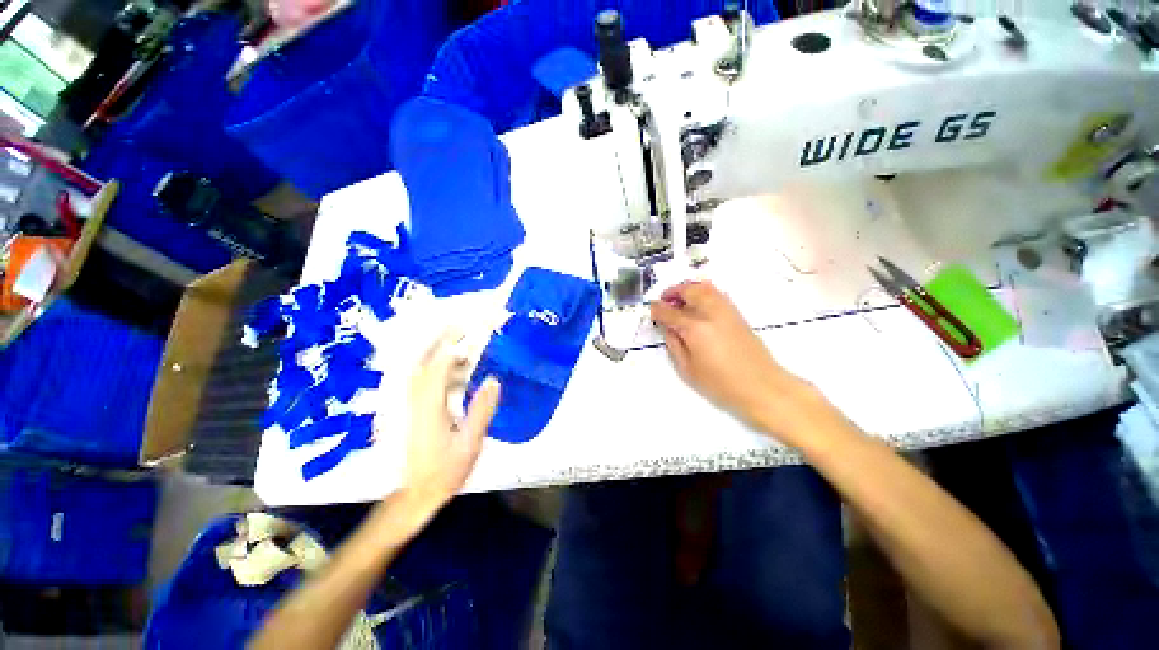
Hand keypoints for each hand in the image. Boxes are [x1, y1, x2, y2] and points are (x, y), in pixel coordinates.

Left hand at [401, 330, 500, 514]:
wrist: (417, 493)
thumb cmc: (446, 470)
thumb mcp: (471, 443)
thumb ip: (481, 410)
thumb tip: (493, 380)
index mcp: (431, 406)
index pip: (438, 366)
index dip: (452, 344)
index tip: (468, 328)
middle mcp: (417, 399)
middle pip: (425, 361)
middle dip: (441, 339)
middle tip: (461, 324)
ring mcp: (412, 404)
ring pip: (420, 368)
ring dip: (437, 350)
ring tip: (458, 339)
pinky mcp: (413, 409)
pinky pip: (421, 378)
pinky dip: (434, 364)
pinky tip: (450, 365)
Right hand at [650, 281, 810, 432]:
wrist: (762, 386)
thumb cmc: (721, 384)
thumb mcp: (688, 369)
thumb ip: (674, 345)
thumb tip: (668, 328)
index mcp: (695, 328)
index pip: (670, 312)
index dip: (657, 309)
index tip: (651, 309)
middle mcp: (710, 313)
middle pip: (689, 291)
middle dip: (673, 292)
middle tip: (664, 300)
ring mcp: (726, 311)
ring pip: (705, 287)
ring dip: (688, 288)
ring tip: (680, 299)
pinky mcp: (737, 314)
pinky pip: (716, 294)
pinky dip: (703, 292)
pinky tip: (698, 304)